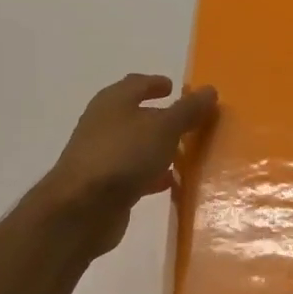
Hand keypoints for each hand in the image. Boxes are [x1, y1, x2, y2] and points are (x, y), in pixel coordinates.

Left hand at [42, 74, 218, 253]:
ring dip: (159, 149)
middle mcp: (104, 125)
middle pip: (137, 116)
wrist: (82, 208)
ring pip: (137, 147)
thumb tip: (210, 90)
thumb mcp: (164, 128)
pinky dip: (153, 175)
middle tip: (189, 123)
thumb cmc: (124, 156)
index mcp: (113, 102)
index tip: (175, 87)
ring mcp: (103, 157)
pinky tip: (171, 184)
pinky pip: (135, 174)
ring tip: (186, 154)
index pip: (136, 84)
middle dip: (162, 119)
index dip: (156, 84)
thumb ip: (188, 110)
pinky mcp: (105, 186)